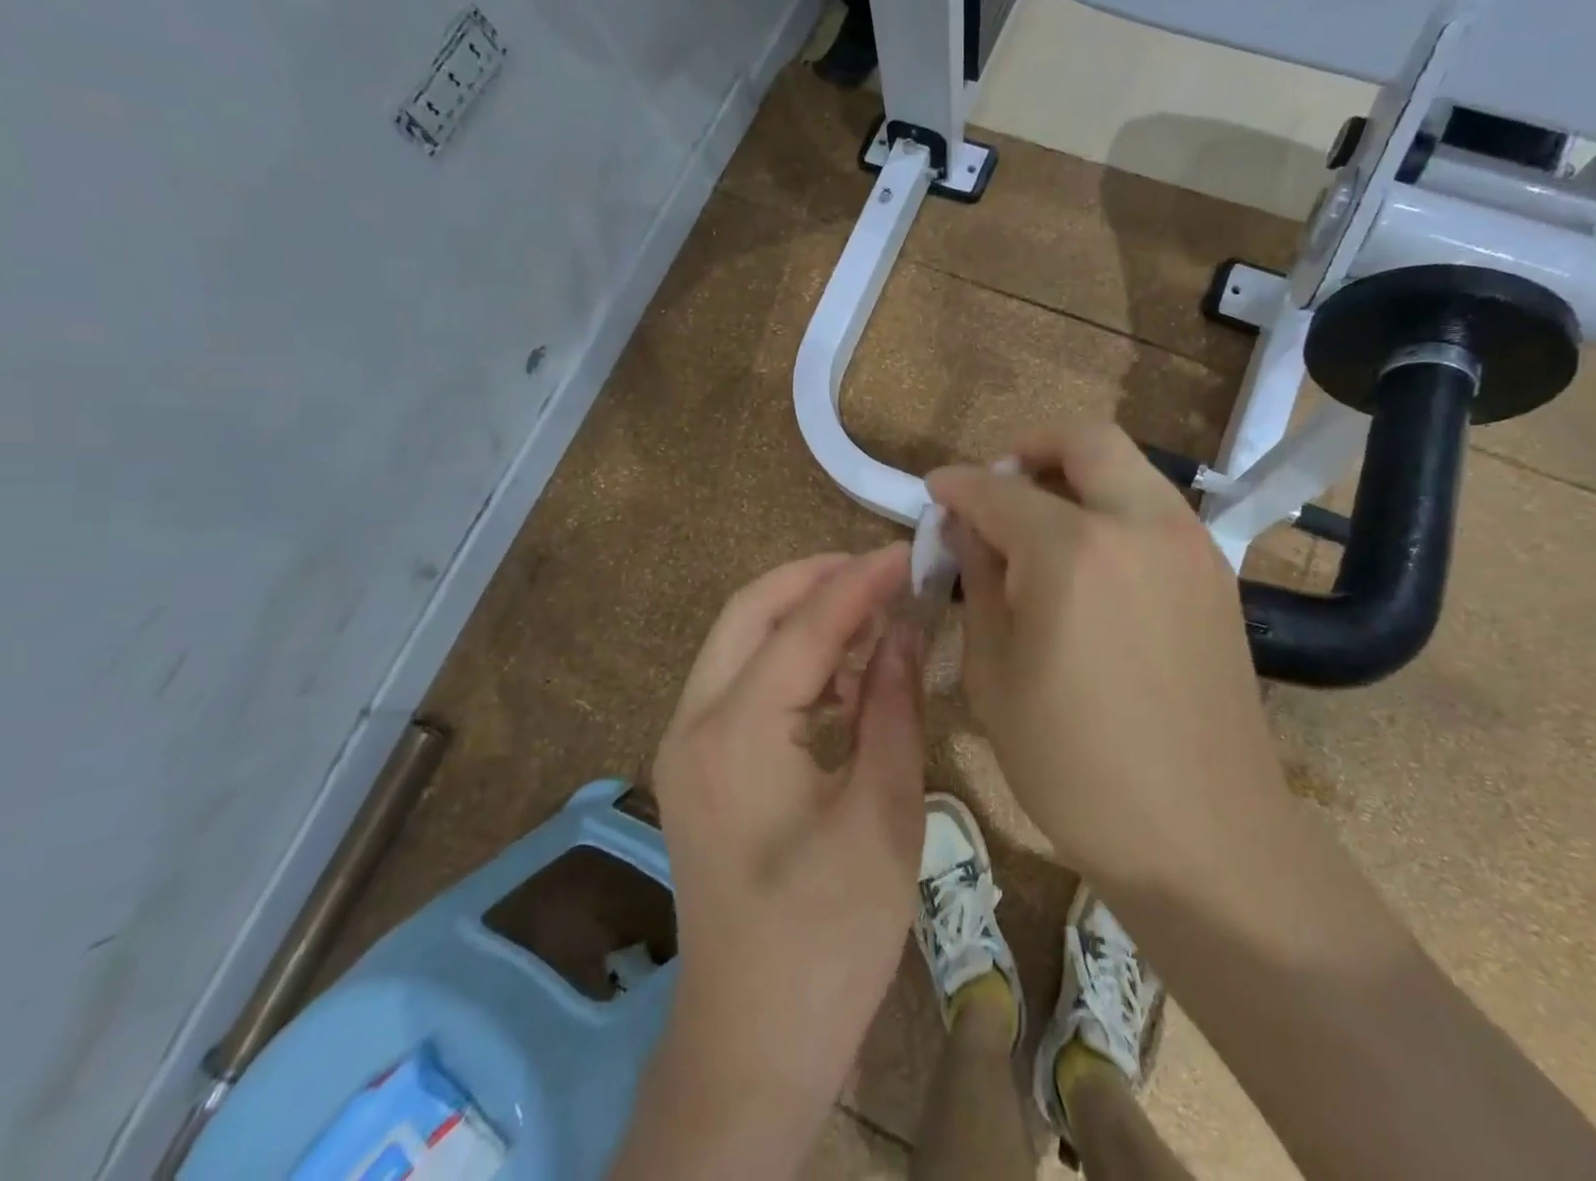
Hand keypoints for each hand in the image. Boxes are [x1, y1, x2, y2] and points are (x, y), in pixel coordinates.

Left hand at [650, 546, 925, 1118]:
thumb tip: (907, 628)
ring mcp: (685, 744)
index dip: (861, 579)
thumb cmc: (830, 938)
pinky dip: (789, 656)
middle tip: (884, 571)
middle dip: (817, 577)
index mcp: (737, 733)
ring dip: (802, 615)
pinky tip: (842, 673)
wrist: (752, 1046)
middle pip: (749, 610)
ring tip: (874, 615)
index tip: (910, 549)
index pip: (805, 624)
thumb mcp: (884, 813)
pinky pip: (740, 680)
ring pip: (739, 639)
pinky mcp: (696, 765)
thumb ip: (893, 704)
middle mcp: (693, 722)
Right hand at [928, 425, 1292, 894]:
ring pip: (1129, 467)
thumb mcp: (994, 673)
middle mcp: (1139, 525)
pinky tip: (1088, 560)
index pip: (999, 490)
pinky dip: (1113, 506)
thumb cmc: (1075, 766)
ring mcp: (1189, 544)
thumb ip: (978, 581)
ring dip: (1077, 473)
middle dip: (1030, 448)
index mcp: (1072, 551)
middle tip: (997, 484)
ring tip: (1039, 521)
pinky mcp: (1216, 572)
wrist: (1204, 834)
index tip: (935, 491)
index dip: (958, 485)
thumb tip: (966, 527)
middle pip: (1086, 441)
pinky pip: (1155, 508)